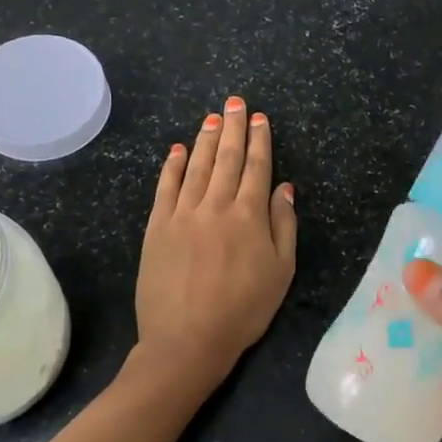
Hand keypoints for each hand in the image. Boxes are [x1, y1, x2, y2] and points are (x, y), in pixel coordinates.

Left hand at [136, 96, 297, 388]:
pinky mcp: (157, 227)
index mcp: (249, 216)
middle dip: (232, 128)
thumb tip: (284, 187)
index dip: (259, 140)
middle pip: (227, 159)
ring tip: (211, 117)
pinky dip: (172, 166)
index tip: (259, 118)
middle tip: (234, 102)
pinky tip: (176, 150)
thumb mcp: (281, 272)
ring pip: (197, 167)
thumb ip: (284, 226)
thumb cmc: (243, 310)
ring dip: (205, 140)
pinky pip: (165, 188)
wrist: (187, 339)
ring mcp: (182, 214)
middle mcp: (215, 206)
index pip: (257, 168)